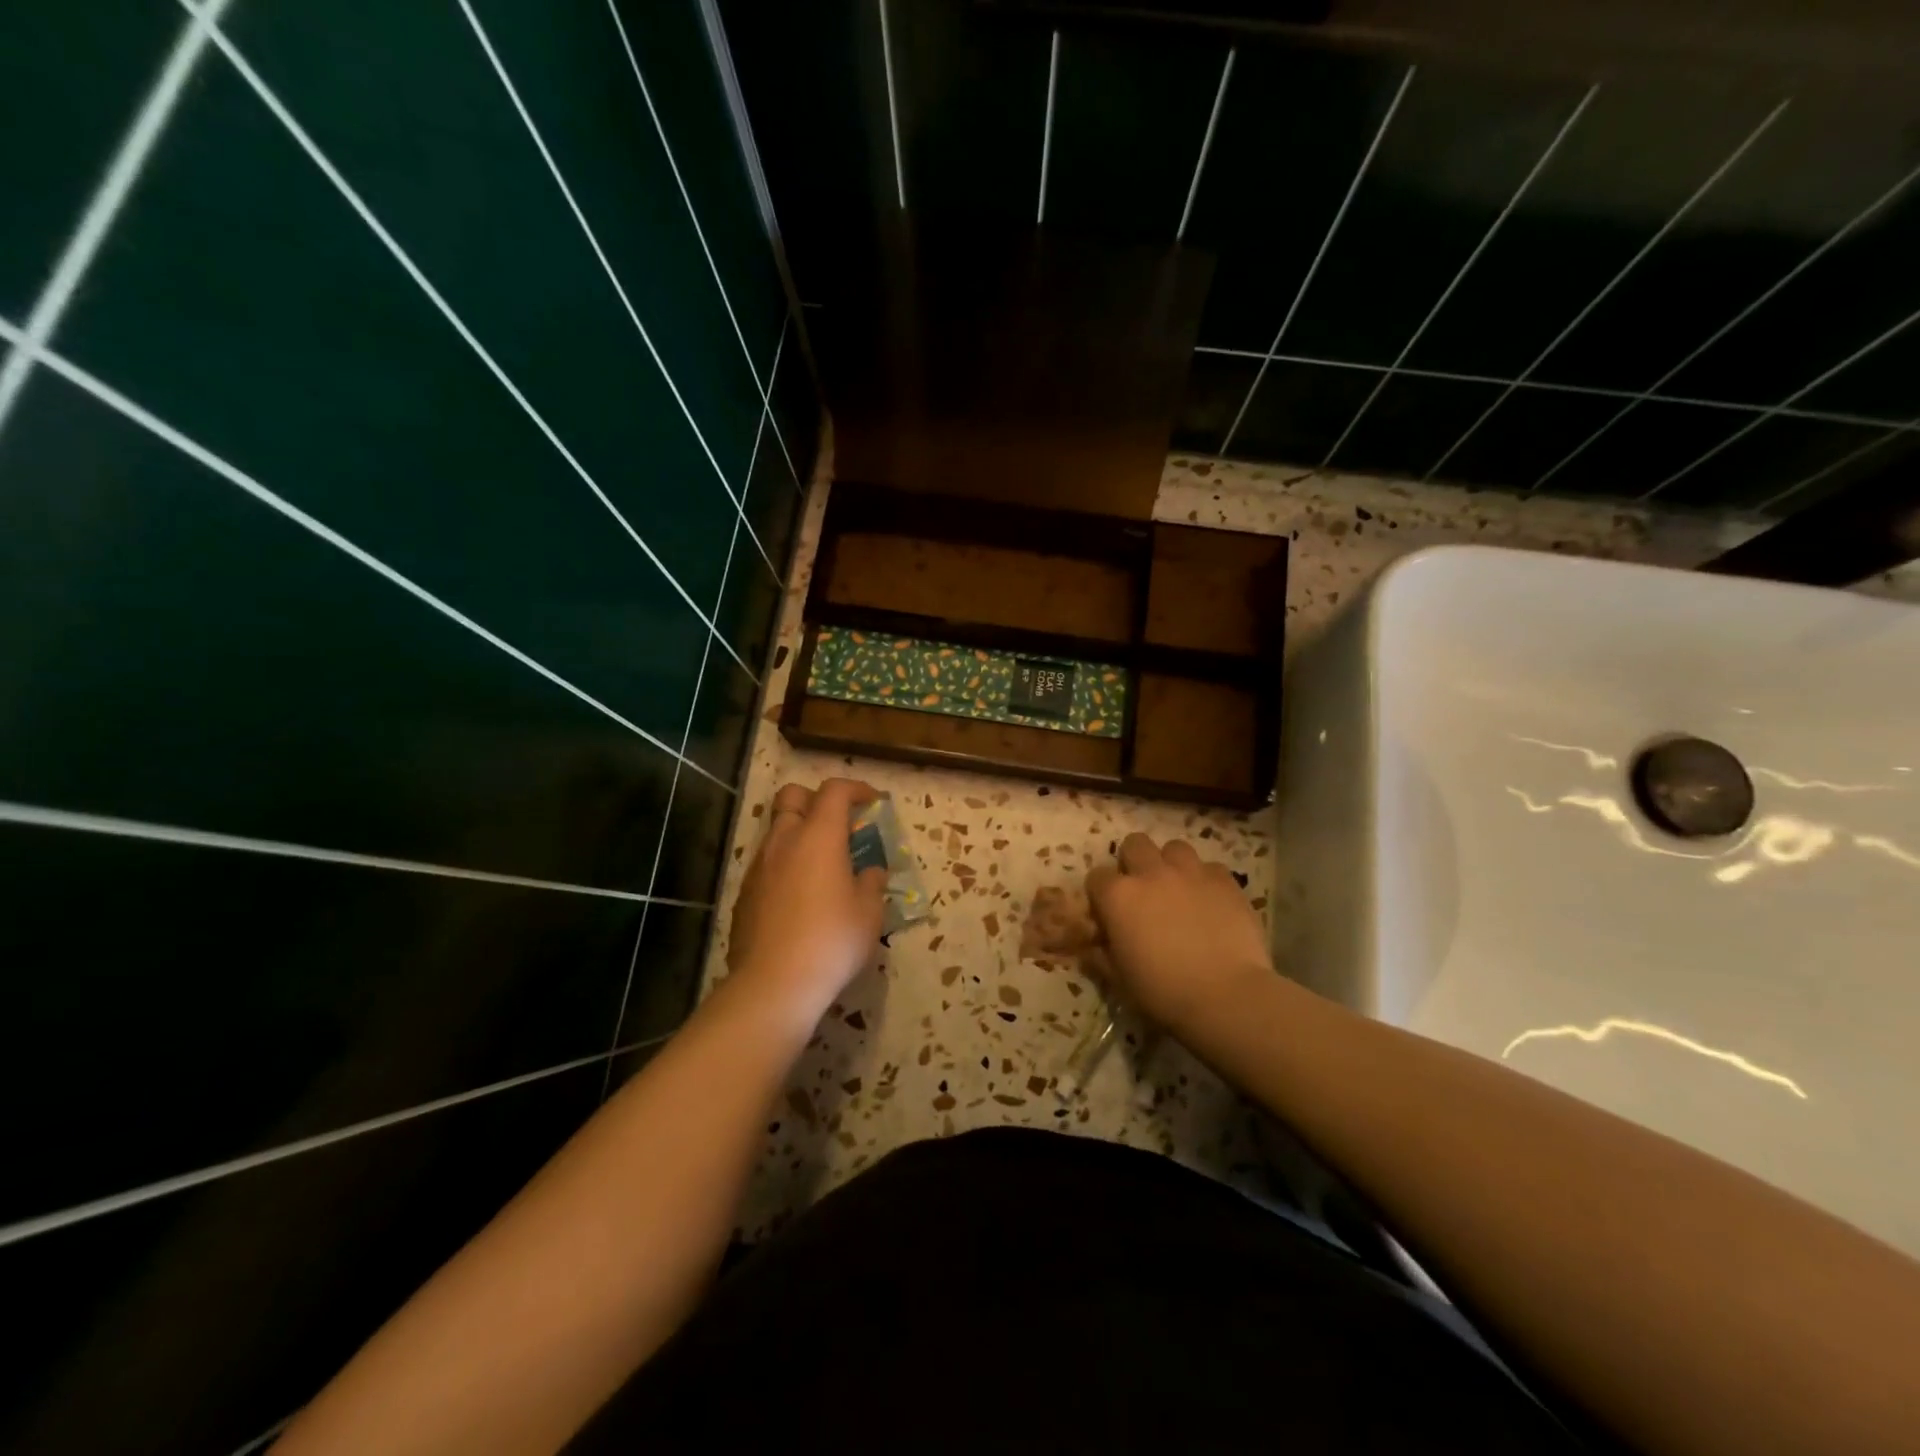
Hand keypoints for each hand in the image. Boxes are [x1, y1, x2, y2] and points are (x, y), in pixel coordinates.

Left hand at [727, 778, 887, 1022]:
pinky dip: (785, 865)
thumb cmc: (831, 941)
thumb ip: (872, 883)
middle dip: (815, 800)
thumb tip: (870, 872)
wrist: (773, 984)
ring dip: (799, 834)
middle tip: (837, 825)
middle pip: (792, 796)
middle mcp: (784, 841)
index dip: (856, 789)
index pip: (835, 791)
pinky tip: (799, 897)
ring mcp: (759, 866)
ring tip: (821, 865)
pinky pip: (766, 863)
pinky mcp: (744, 893)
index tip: (872, 803)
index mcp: (819, 836)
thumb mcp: (869, 913)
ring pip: (776, 830)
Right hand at [1085, 834, 1271, 1030]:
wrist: (1226, 996)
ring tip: (1178, 888)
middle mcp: (1151, 873)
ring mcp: (1190, 873)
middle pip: (1134, 844)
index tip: (1108, 912)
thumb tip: (1092, 948)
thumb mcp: (1120, 979)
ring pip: (1174, 848)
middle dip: (1134, 861)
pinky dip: (1206, 880)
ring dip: (1171, 864)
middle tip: (1143, 889)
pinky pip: (1210, 867)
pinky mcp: (1224, 881)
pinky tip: (1210, 901)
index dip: (1101, 894)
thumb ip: (1101, 956)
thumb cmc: (1163, 992)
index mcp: (1118, 896)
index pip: (1097, 877)